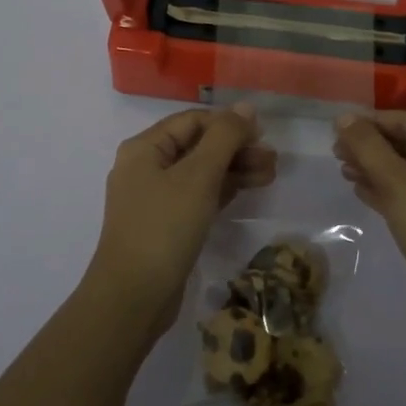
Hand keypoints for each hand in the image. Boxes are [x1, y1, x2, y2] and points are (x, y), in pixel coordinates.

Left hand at [86, 106, 276, 334]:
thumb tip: (245, 107)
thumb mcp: (198, 177)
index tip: (262, 134)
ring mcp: (155, 198)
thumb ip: (224, 138)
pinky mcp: (166, 224)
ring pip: (201, 172)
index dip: (228, 123)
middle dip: (236, 148)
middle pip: (198, 145)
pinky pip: (198, 196)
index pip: (193, 121)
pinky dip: (223, 190)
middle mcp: (146, 167)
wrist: (133, 298)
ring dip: (235, 169)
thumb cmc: (164, 228)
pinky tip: (250, 189)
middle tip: (272, 159)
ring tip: (271, 174)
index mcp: (145, 148)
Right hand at [333, 111, 405, 328]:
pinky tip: (360, 191)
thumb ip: (368, 146)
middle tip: (335, 153)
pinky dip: (386, 190)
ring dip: (374, 168)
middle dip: (370, 146)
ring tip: (343, 171)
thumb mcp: (397, 182)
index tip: (337, 130)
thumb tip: (344, 117)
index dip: (371, 122)